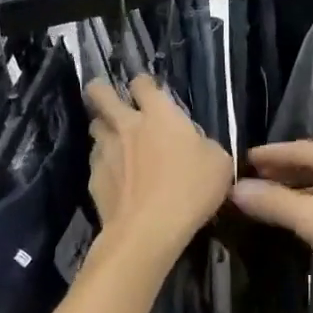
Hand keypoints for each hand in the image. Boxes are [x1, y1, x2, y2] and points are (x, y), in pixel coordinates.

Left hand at [85, 76, 232, 262]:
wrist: (150, 228)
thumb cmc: (191, 189)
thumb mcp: (219, 163)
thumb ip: (204, 145)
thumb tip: (196, 145)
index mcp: (160, 115)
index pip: (143, 84)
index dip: (143, 83)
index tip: (147, 89)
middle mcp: (127, 125)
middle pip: (100, 95)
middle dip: (100, 90)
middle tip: (106, 96)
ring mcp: (106, 150)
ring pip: (95, 127)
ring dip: (103, 128)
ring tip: (113, 138)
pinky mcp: (93, 177)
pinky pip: (96, 161)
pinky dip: (104, 163)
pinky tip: (114, 176)